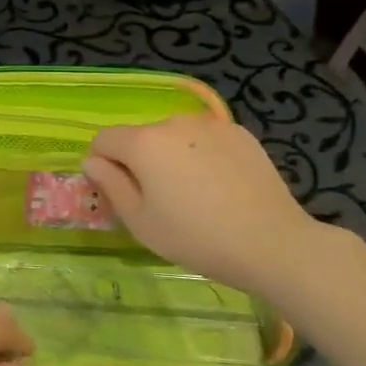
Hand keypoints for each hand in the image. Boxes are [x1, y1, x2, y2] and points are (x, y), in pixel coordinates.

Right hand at [83, 114, 327, 297]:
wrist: (272, 242)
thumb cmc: (195, 237)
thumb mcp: (140, 221)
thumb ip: (110, 185)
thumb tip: (93, 162)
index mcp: (143, 142)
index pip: (104, 140)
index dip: (102, 165)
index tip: (118, 193)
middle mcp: (173, 122)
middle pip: (140, 137)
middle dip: (139, 161)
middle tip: (158, 200)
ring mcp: (210, 125)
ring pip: (174, 137)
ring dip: (171, 156)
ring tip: (193, 193)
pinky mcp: (240, 134)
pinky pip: (204, 140)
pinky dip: (201, 155)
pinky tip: (219, 186)